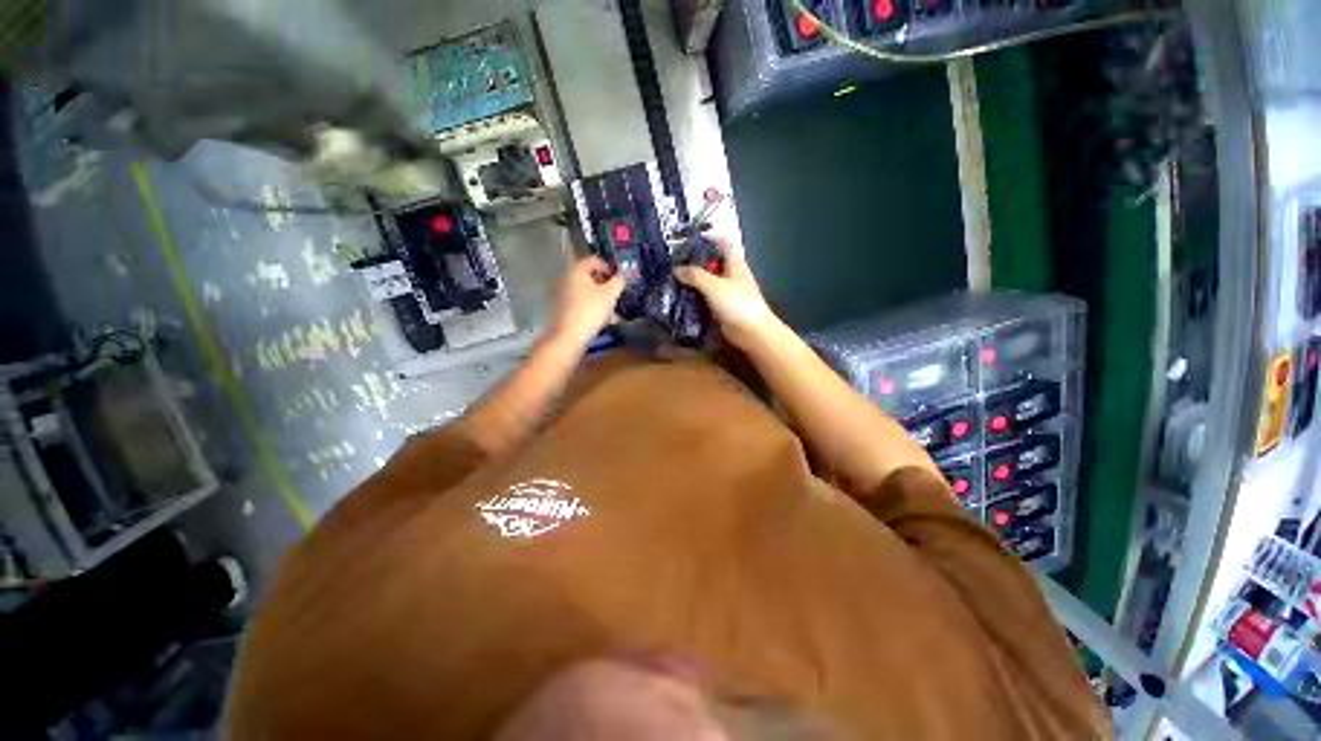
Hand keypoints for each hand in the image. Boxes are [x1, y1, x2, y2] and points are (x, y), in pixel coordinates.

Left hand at [548, 256, 626, 346]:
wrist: (569, 336)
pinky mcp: (561, 308)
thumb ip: (618, 281)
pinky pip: (579, 302)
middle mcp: (566, 278)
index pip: (595, 260)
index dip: (609, 268)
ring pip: (585, 290)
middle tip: (616, 295)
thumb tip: (622, 275)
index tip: (619, 281)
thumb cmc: (591, 311)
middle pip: (589, 276)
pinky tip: (600, 318)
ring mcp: (561, 293)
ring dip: (599, 297)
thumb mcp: (610, 294)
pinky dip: (590, 306)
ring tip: (611, 310)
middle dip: (605, 284)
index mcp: (577, 270)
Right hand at [674, 239, 780, 350]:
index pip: (722, 244)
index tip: (688, 240)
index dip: (707, 240)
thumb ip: (695, 275)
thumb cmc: (736, 304)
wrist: (751, 332)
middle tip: (674, 262)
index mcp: (735, 264)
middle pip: (712, 263)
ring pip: (708, 282)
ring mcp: (727, 292)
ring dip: (694, 281)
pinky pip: (707, 298)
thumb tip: (677, 269)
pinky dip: (696, 297)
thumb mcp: (714, 286)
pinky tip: (682, 297)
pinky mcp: (723, 307)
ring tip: (673, 279)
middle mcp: (731, 275)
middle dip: (695, 263)